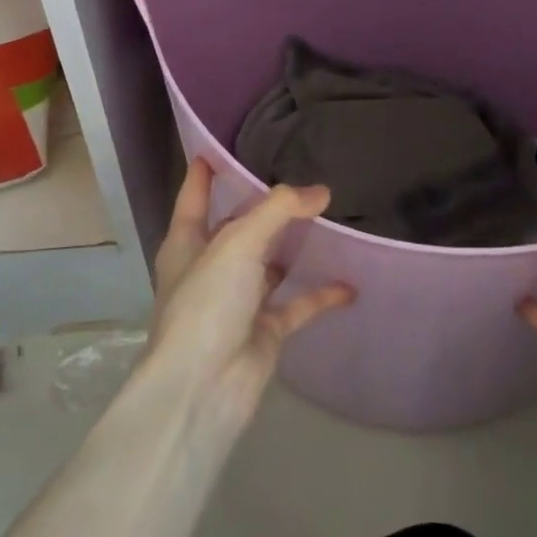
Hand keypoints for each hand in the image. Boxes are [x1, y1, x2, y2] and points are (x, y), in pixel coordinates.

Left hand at [141, 158, 355, 436]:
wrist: (203, 390)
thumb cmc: (207, 304)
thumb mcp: (238, 243)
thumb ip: (279, 210)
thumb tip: (321, 192)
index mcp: (187, 242)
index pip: (194, 196)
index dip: (204, 172)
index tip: (218, 146)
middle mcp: (211, 267)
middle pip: (239, 227)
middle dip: (263, 206)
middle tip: (299, 177)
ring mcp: (238, 300)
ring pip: (270, 264)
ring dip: (294, 247)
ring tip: (328, 218)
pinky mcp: (264, 330)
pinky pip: (297, 304)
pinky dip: (321, 294)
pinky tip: (349, 283)